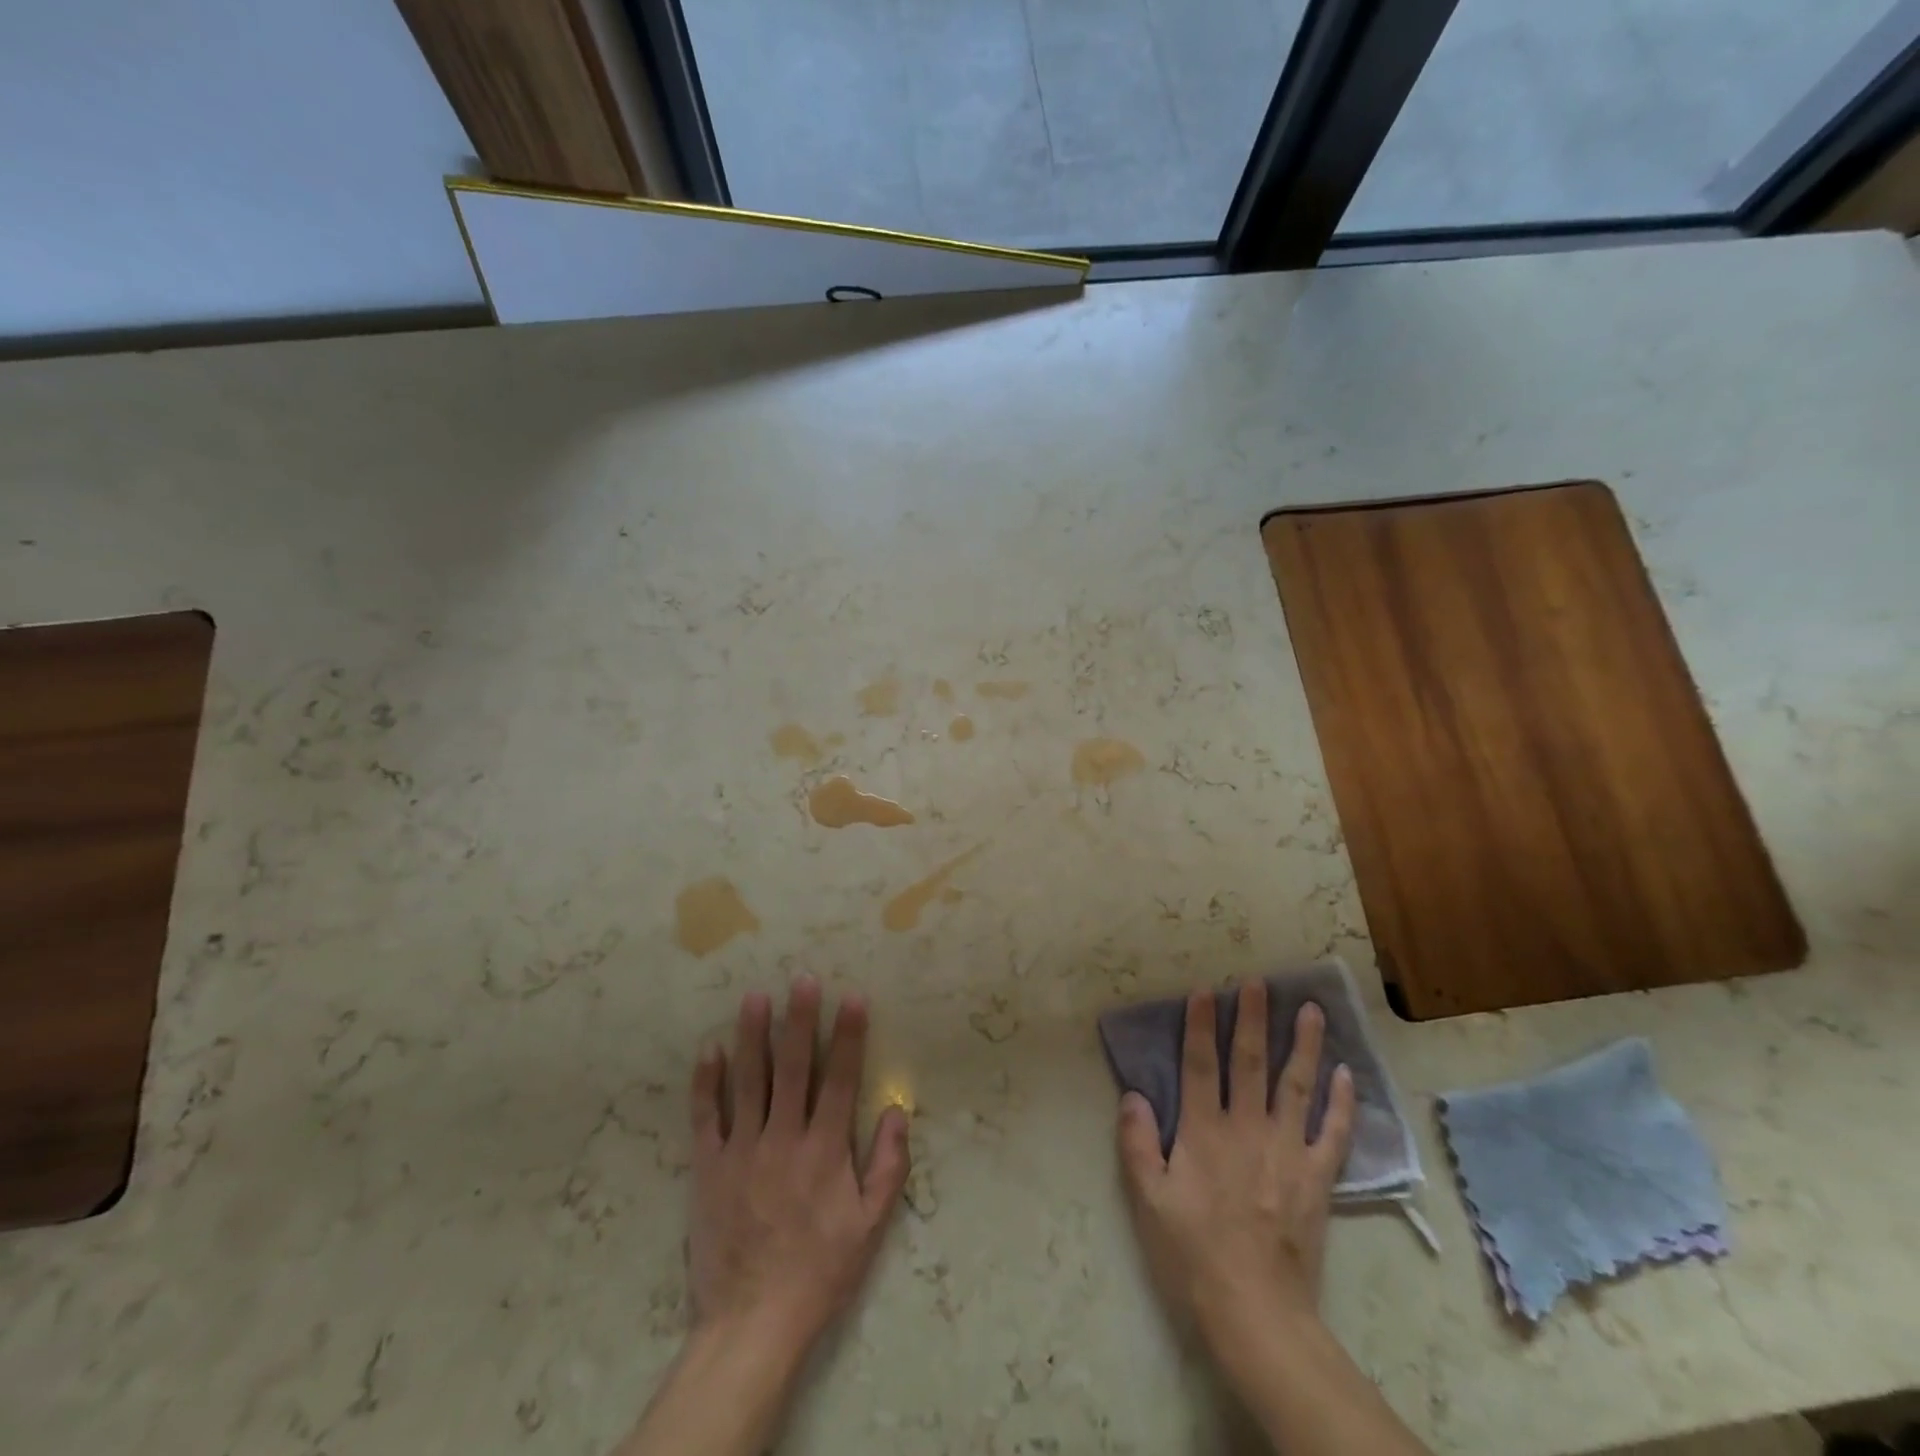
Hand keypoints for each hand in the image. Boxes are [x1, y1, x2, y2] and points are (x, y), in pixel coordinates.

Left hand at [686, 976, 911, 1359]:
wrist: (752, 1323)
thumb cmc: (820, 1270)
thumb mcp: (871, 1226)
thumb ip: (889, 1167)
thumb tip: (899, 1111)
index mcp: (825, 1150)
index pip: (840, 1079)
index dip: (848, 1036)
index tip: (852, 997)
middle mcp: (784, 1139)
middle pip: (792, 1068)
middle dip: (799, 1020)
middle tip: (802, 979)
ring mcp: (742, 1151)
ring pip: (748, 1081)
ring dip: (752, 1036)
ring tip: (755, 996)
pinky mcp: (709, 1168)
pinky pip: (706, 1117)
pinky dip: (706, 1082)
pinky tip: (710, 1050)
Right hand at [1116, 983, 1355, 1350]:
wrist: (1256, 1311)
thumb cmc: (1193, 1253)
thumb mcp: (1147, 1200)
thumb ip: (1137, 1142)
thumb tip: (1134, 1093)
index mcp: (1204, 1130)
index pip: (1200, 1063)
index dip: (1201, 1024)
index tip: (1206, 989)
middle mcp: (1247, 1128)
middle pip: (1250, 1062)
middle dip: (1253, 1018)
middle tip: (1258, 982)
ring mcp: (1288, 1151)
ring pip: (1297, 1086)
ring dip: (1304, 1045)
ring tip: (1311, 1009)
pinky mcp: (1317, 1178)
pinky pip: (1334, 1133)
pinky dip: (1342, 1103)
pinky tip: (1346, 1075)